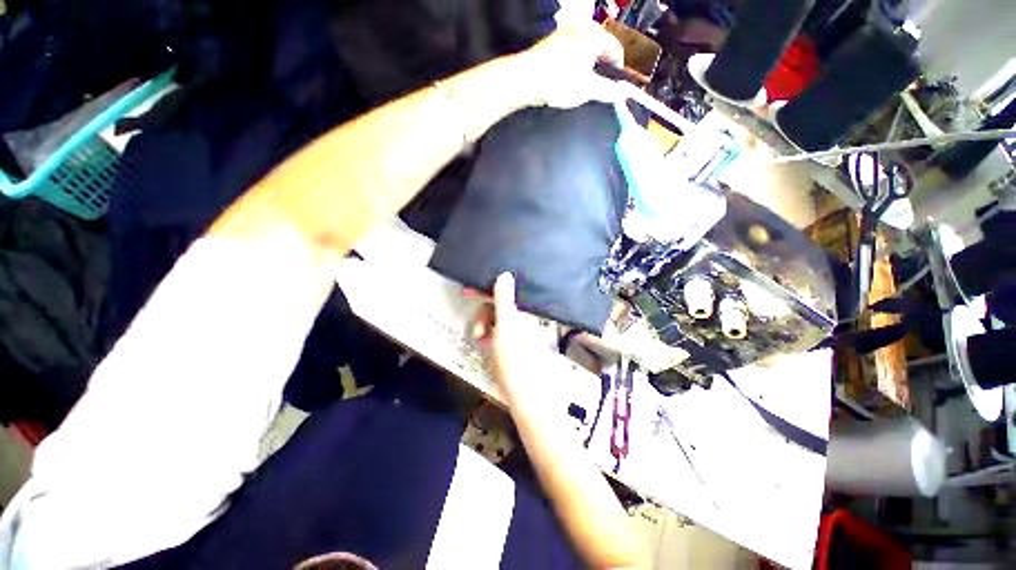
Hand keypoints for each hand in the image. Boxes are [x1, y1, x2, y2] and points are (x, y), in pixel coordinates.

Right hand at [472, 273, 545, 395]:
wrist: (522, 390)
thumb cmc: (515, 355)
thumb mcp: (507, 324)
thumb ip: (504, 299)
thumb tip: (505, 274)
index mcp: (523, 311)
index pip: (503, 293)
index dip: (485, 290)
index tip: (467, 291)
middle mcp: (520, 318)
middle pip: (495, 306)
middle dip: (483, 315)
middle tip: (478, 328)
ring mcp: (513, 331)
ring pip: (492, 319)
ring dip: (482, 325)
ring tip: (480, 338)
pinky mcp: (507, 343)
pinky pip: (492, 331)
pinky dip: (486, 334)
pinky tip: (482, 342)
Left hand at [515, 22, 624, 108]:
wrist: (527, 79)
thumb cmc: (560, 82)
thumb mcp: (588, 89)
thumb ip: (608, 90)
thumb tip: (623, 93)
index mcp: (594, 35)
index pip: (615, 50)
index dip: (618, 70)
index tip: (616, 86)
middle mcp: (581, 28)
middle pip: (599, 49)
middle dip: (601, 68)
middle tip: (598, 87)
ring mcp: (564, 33)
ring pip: (584, 51)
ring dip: (586, 67)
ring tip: (581, 85)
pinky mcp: (551, 42)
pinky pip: (569, 53)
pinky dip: (573, 65)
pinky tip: (566, 80)